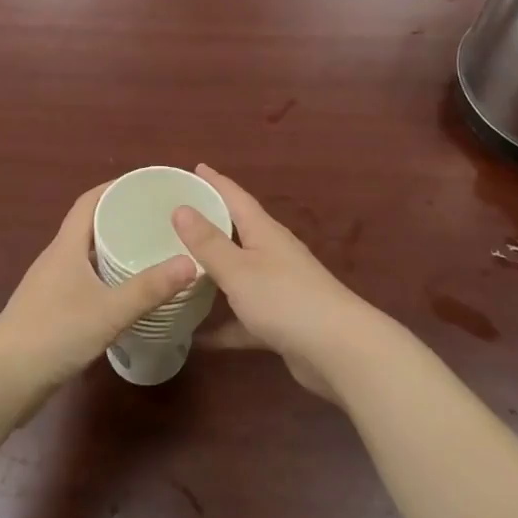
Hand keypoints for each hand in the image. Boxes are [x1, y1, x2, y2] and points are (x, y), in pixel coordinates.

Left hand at [0, 184, 198, 418]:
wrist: (1, 381)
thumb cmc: (54, 333)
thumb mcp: (109, 311)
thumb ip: (149, 288)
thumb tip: (191, 262)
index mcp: (66, 247)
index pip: (89, 202)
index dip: (114, 187)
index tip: (146, 184)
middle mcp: (57, 260)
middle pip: (89, 227)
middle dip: (121, 218)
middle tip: (158, 220)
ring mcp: (50, 287)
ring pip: (86, 257)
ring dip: (114, 251)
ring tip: (150, 253)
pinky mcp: (50, 312)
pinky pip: (84, 283)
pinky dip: (106, 280)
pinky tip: (126, 296)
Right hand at [175, 164, 383, 401]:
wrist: (339, 350)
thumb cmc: (285, 299)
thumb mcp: (238, 269)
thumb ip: (208, 242)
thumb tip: (181, 207)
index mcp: (264, 231)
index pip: (235, 197)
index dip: (215, 181)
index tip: (195, 167)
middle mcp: (273, 253)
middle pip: (238, 231)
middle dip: (211, 223)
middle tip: (178, 216)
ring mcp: (280, 287)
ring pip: (240, 273)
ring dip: (215, 272)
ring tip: (181, 269)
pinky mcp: (281, 321)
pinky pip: (245, 318)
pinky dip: (224, 324)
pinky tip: (198, 337)